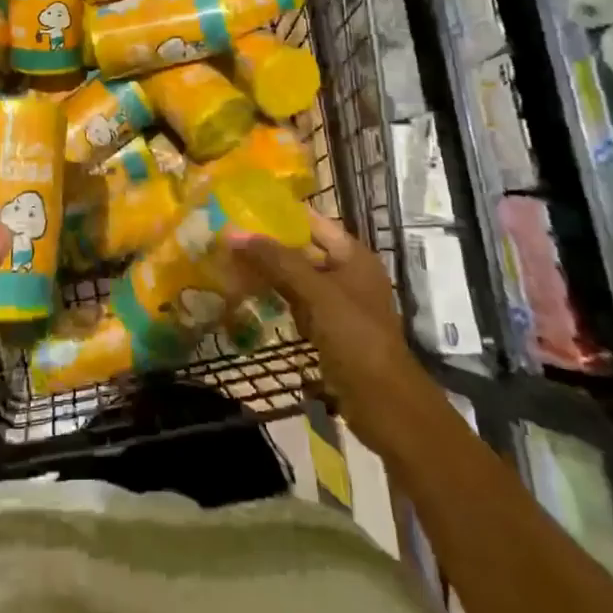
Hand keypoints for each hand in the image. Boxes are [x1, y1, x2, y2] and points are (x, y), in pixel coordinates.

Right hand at [223, 209, 423, 447]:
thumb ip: (277, 261)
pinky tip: (248, 296)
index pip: (312, 222)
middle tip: (228, 238)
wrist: (384, 404)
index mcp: (353, 255)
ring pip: (296, 278)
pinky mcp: (328, 329)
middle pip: (302, 249)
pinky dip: (276, 299)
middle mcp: (347, 273)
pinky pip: (297, 304)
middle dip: (268, 245)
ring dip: (269, 273)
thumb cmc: (356, 337)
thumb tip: (232, 233)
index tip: (243, 208)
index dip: (280, 213)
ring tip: (230, 262)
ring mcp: (338, 303)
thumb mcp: (316, 293)